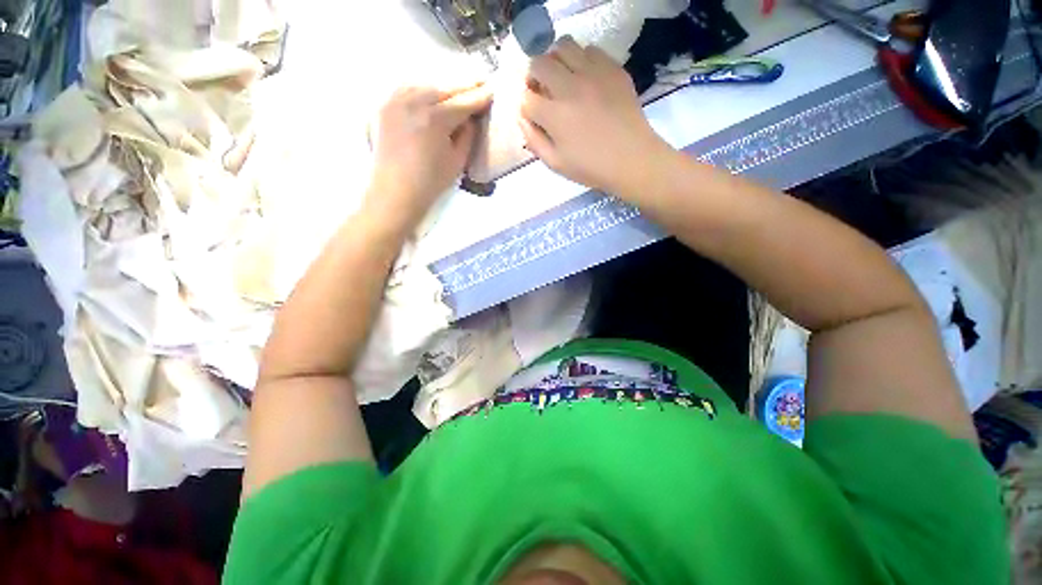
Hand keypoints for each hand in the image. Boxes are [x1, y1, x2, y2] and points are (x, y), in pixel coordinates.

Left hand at [368, 82, 492, 225]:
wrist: (395, 192)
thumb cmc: (431, 183)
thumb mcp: (457, 161)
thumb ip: (467, 136)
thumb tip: (470, 119)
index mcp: (436, 117)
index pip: (464, 102)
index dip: (480, 97)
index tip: (492, 90)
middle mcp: (415, 101)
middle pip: (445, 88)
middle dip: (465, 86)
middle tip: (480, 82)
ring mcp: (396, 100)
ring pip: (426, 84)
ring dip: (444, 87)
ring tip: (457, 90)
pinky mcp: (384, 106)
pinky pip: (407, 90)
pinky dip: (422, 90)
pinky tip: (429, 95)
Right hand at [518, 37, 671, 194]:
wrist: (631, 159)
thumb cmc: (591, 167)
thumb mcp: (556, 163)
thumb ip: (534, 140)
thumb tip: (522, 117)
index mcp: (555, 115)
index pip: (526, 97)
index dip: (526, 105)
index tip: (533, 113)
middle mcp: (570, 87)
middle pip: (539, 63)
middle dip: (534, 76)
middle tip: (542, 90)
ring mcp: (593, 73)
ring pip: (563, 46)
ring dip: (555, 60)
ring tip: (562, 77)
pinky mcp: (612, 68)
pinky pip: (590, 50)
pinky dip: (580, 60)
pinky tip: (585, 78)